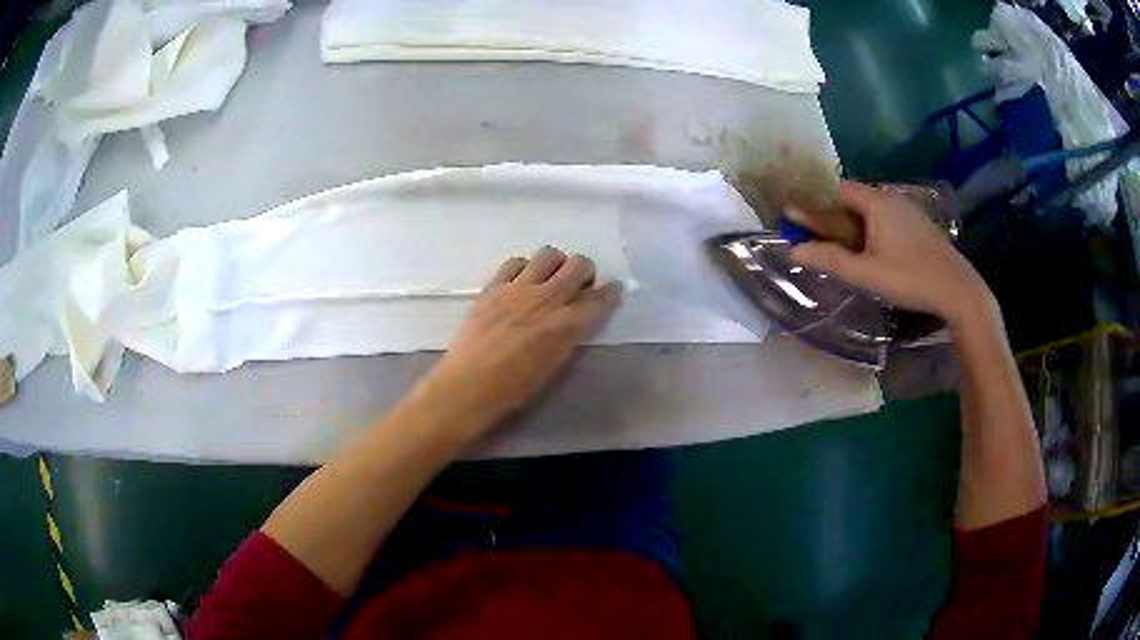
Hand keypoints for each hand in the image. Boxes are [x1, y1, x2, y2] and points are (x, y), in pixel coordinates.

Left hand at [419, 246, 621, 435]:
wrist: (468, 386)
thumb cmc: (514, 389)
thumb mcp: (554, 365)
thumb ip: (570, 336)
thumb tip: (578, 317)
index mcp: (566, 326)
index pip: (599, 299)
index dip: (611, 292)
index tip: (613, 289)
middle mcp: (546, 299)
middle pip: (579, 265)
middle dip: (586, 271)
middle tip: (580, 283)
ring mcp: (517, 289)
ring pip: (549, 254)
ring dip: (557, 263)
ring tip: (551, 277)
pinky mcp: (493, 286)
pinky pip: (515, 262)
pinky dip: (525, 267)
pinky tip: (522, 281)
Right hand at [790, 181, 995, 327]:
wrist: (958, 290)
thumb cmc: (910, 279)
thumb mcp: (866, 274)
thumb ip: (830, 260)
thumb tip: (793, 250)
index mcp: (876, 201)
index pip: (837, 190)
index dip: (818, 204)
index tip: (804, 225)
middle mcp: (892, 197)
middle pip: (854, 199)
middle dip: (836, 218)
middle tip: (826, 245)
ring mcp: (908, 209)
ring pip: (871, 210)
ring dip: (856, 225)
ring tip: (850, 254)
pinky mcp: (919, 224)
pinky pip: (887, 218)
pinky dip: (874, 229)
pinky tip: (878, 255)